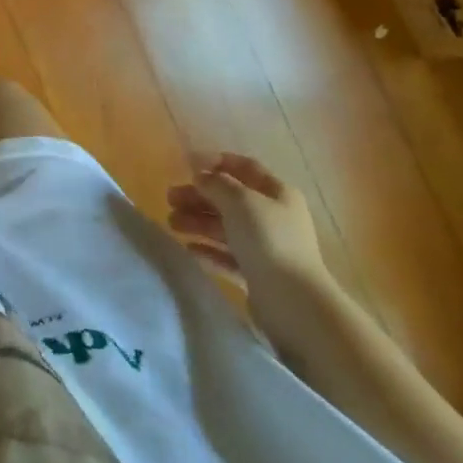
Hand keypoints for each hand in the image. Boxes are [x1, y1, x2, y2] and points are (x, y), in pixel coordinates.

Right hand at [166, 152, 334, 323]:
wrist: (293, 301)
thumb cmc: (268, 240)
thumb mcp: (240, 201)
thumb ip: (216, 184)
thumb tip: (201, 175)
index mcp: (277, 193)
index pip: (246, 167)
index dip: (217, 162)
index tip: (187, 164)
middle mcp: (274, 217)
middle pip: (230, 200)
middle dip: (199, 196)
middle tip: (170, 198)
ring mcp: (266, 248)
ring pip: (226, 228)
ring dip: (198, 222)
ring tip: (171, 223)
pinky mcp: (257, 275)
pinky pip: (228, 256)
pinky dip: (209, 251)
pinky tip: (189, 249)